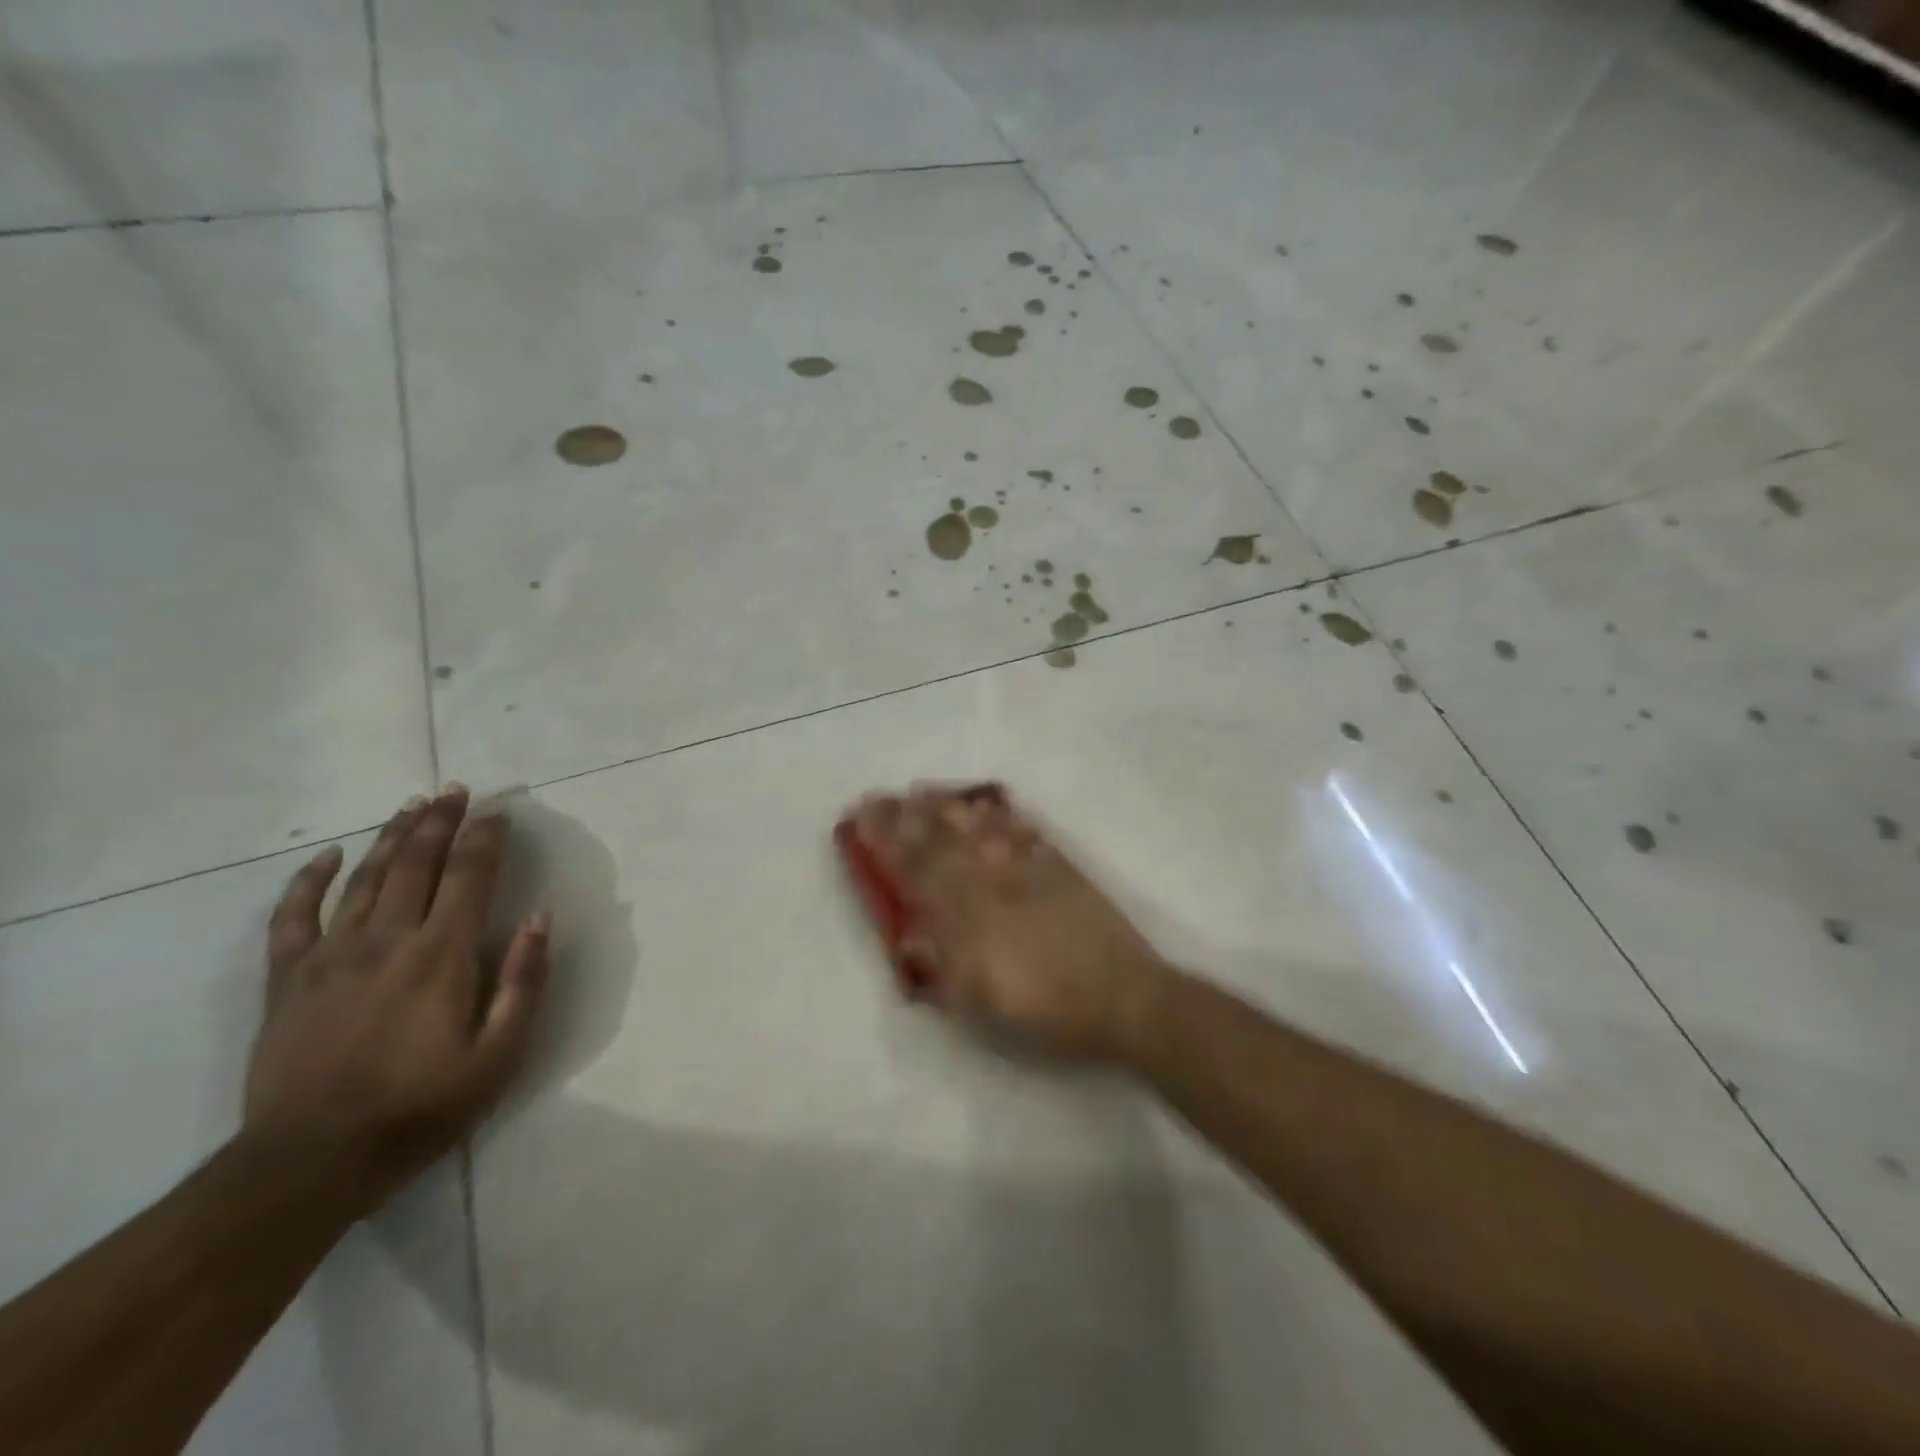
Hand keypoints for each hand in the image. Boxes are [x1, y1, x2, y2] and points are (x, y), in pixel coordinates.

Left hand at [244, 785, 550, 1209]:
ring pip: (364, 878)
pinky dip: (308, 881)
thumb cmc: (422, 1106)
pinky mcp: (289, 979)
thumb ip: (524, 982)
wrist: (311, 1162)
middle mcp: (387, 940)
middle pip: (416, 864)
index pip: (470, 876)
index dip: (486, 839)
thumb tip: (540, 918)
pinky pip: (293, 917)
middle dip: (440, 822)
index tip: (500, 813)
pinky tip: (325, 857)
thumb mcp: (499, 1054)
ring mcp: (331, 956)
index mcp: (441, 955)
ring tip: (411, 806)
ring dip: (390, 837)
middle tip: (456, 791)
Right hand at [844, 783, 1173, 1062]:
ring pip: (980, 828)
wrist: (1123, 998)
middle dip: (907, 817)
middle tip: (882, 795)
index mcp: (967, 918)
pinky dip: (1002, 815)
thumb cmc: (1046, 1012)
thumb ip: (941, 965)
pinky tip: (989, 804)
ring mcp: (1028, 871)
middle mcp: (992, 884)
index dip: (886, 843)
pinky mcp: (1060, 867)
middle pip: (942, 841)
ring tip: (924, 789)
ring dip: (948, 807)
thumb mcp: (980, 1005)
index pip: (916, 870)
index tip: (861, 819)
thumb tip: (911, 933)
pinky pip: (1024, 831)